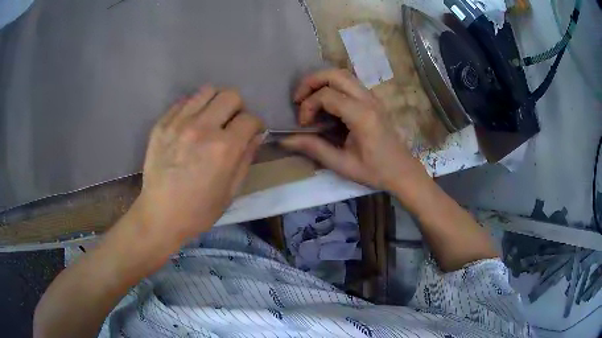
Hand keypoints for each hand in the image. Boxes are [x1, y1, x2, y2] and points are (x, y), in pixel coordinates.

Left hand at [136, 86, 263, 242]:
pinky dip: (193, 108)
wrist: (160, 215)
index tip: (250, 134)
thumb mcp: (231, 191)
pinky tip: (190, 125)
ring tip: (211, 119)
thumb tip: (256, 135)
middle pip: (230, 96)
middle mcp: (203, 128)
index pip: (250, 118)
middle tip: (231, 124)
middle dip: (237, 108)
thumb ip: (246, 158)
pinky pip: (184, 101)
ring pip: (207, 91)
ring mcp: (179, 123)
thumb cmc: (199, 210)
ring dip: (215, 103)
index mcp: (224, 148)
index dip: (255, 126)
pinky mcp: (162, 124)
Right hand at [281, 69, 427, 191]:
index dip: (308, 106)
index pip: (327, 95)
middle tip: (298, 98)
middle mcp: (368, 100)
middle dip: (311, 81)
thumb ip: (314, 148)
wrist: (402, 171)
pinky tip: (326, 102)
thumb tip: (285, 140)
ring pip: (343, 74)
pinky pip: (350, 82)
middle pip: (335, 74)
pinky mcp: (373, 100)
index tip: (303, 124)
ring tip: (308, 97)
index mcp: (362, 116)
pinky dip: (333, 85)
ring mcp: (373, 97)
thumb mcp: (342, 164)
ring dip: (322, 80)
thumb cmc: (375, 171)